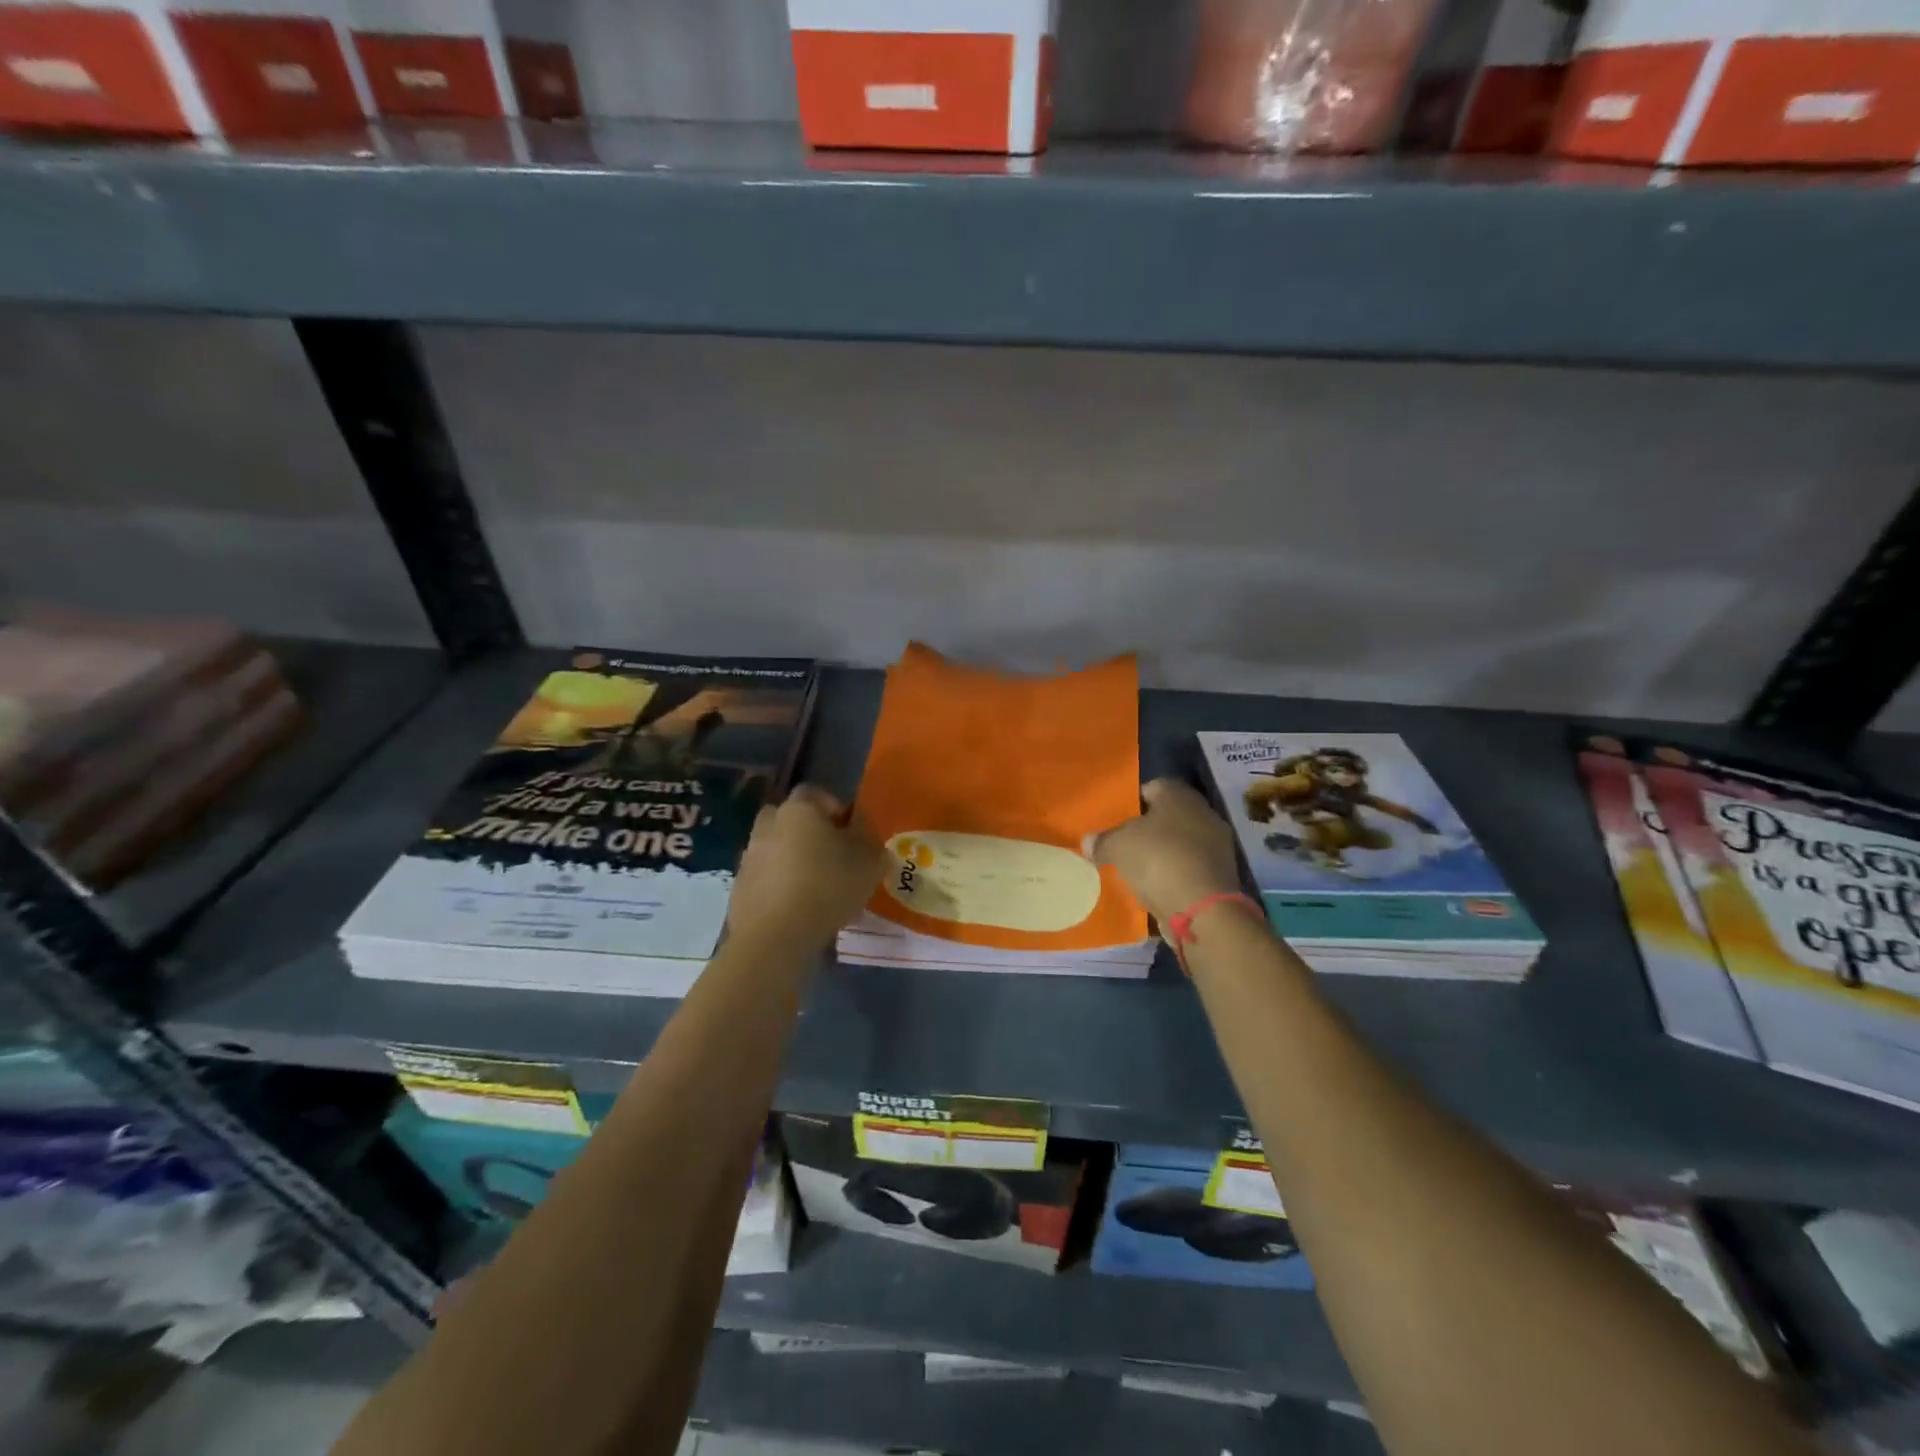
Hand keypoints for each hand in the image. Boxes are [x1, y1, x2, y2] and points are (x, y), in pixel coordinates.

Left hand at [729, 786, 886, 948]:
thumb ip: (872, 843)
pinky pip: (766, 878)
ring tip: (818, 889)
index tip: (852, 833)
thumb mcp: (870, 863)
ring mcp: (749, 856)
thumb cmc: (828, 887)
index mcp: (799, 809)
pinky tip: (799, 909)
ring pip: (777, 848)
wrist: (775, 935)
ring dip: (794, 860)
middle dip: (809, 832)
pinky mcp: (739, 887)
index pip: (816, 793)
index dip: (836, 809)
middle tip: (832, 857)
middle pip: (791, 819)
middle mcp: (769, 824)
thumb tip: (865, 837)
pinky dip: (780, 886)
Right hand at [1084, 779, 1244, 925]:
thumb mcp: (1117, 846)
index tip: (1116, 818)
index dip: (1133, 801)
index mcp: (1180, 796)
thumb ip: (1102, 841)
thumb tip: (1088, 841)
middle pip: (1169, 816)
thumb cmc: (1158, 860)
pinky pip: (1189, 868)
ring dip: (1161, 854)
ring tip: (1136, 869)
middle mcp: (1203, 814)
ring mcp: (1216, 846)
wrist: (1203, 910)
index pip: (1154, 787)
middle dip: (1147, 829)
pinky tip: (1155, 888)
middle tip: (1122, 843)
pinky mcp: (1220, 876)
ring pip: (1180, 843)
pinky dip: (1174, 875)